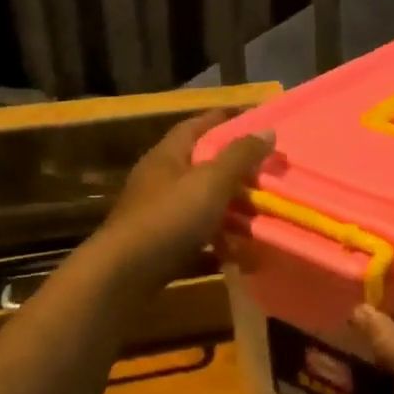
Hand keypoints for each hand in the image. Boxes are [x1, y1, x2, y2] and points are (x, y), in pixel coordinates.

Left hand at [98, 111, 273, 288]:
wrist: (124, 275)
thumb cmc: (170, 217)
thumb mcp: (211, 181)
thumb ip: (241, 156)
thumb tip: (267, 130)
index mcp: (167, 156)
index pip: (197, 125)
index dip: (225, 118)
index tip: (256, 118)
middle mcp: (160, 181)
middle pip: (202, 166)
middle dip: (236, 169)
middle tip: (269, 171)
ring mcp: (159, 216)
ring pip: (203, 205)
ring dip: (233, 209)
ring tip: (265, 214)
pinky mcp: (162, 246)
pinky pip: (200, 239)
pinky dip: (222, 244)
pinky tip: (246, 255)